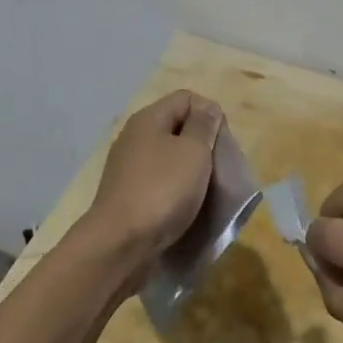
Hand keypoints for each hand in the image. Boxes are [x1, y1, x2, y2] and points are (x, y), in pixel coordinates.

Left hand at [82, 90, 223, 276]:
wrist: (120, 245)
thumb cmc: (162, 190)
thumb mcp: (193, 152)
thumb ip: (203, 126)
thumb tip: (207, 108)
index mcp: (148, 119)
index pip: (186, 98)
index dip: (209, 112)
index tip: (223, 142)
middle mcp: (134, 138)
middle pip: (176, 127)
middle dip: (202, 144)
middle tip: (219, 168)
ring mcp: (128, 168)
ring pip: (168, 158)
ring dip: (189, 171)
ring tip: (207, 191)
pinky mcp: (127, 196)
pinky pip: (158, 183)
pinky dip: (175, 192)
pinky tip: (186, 208)